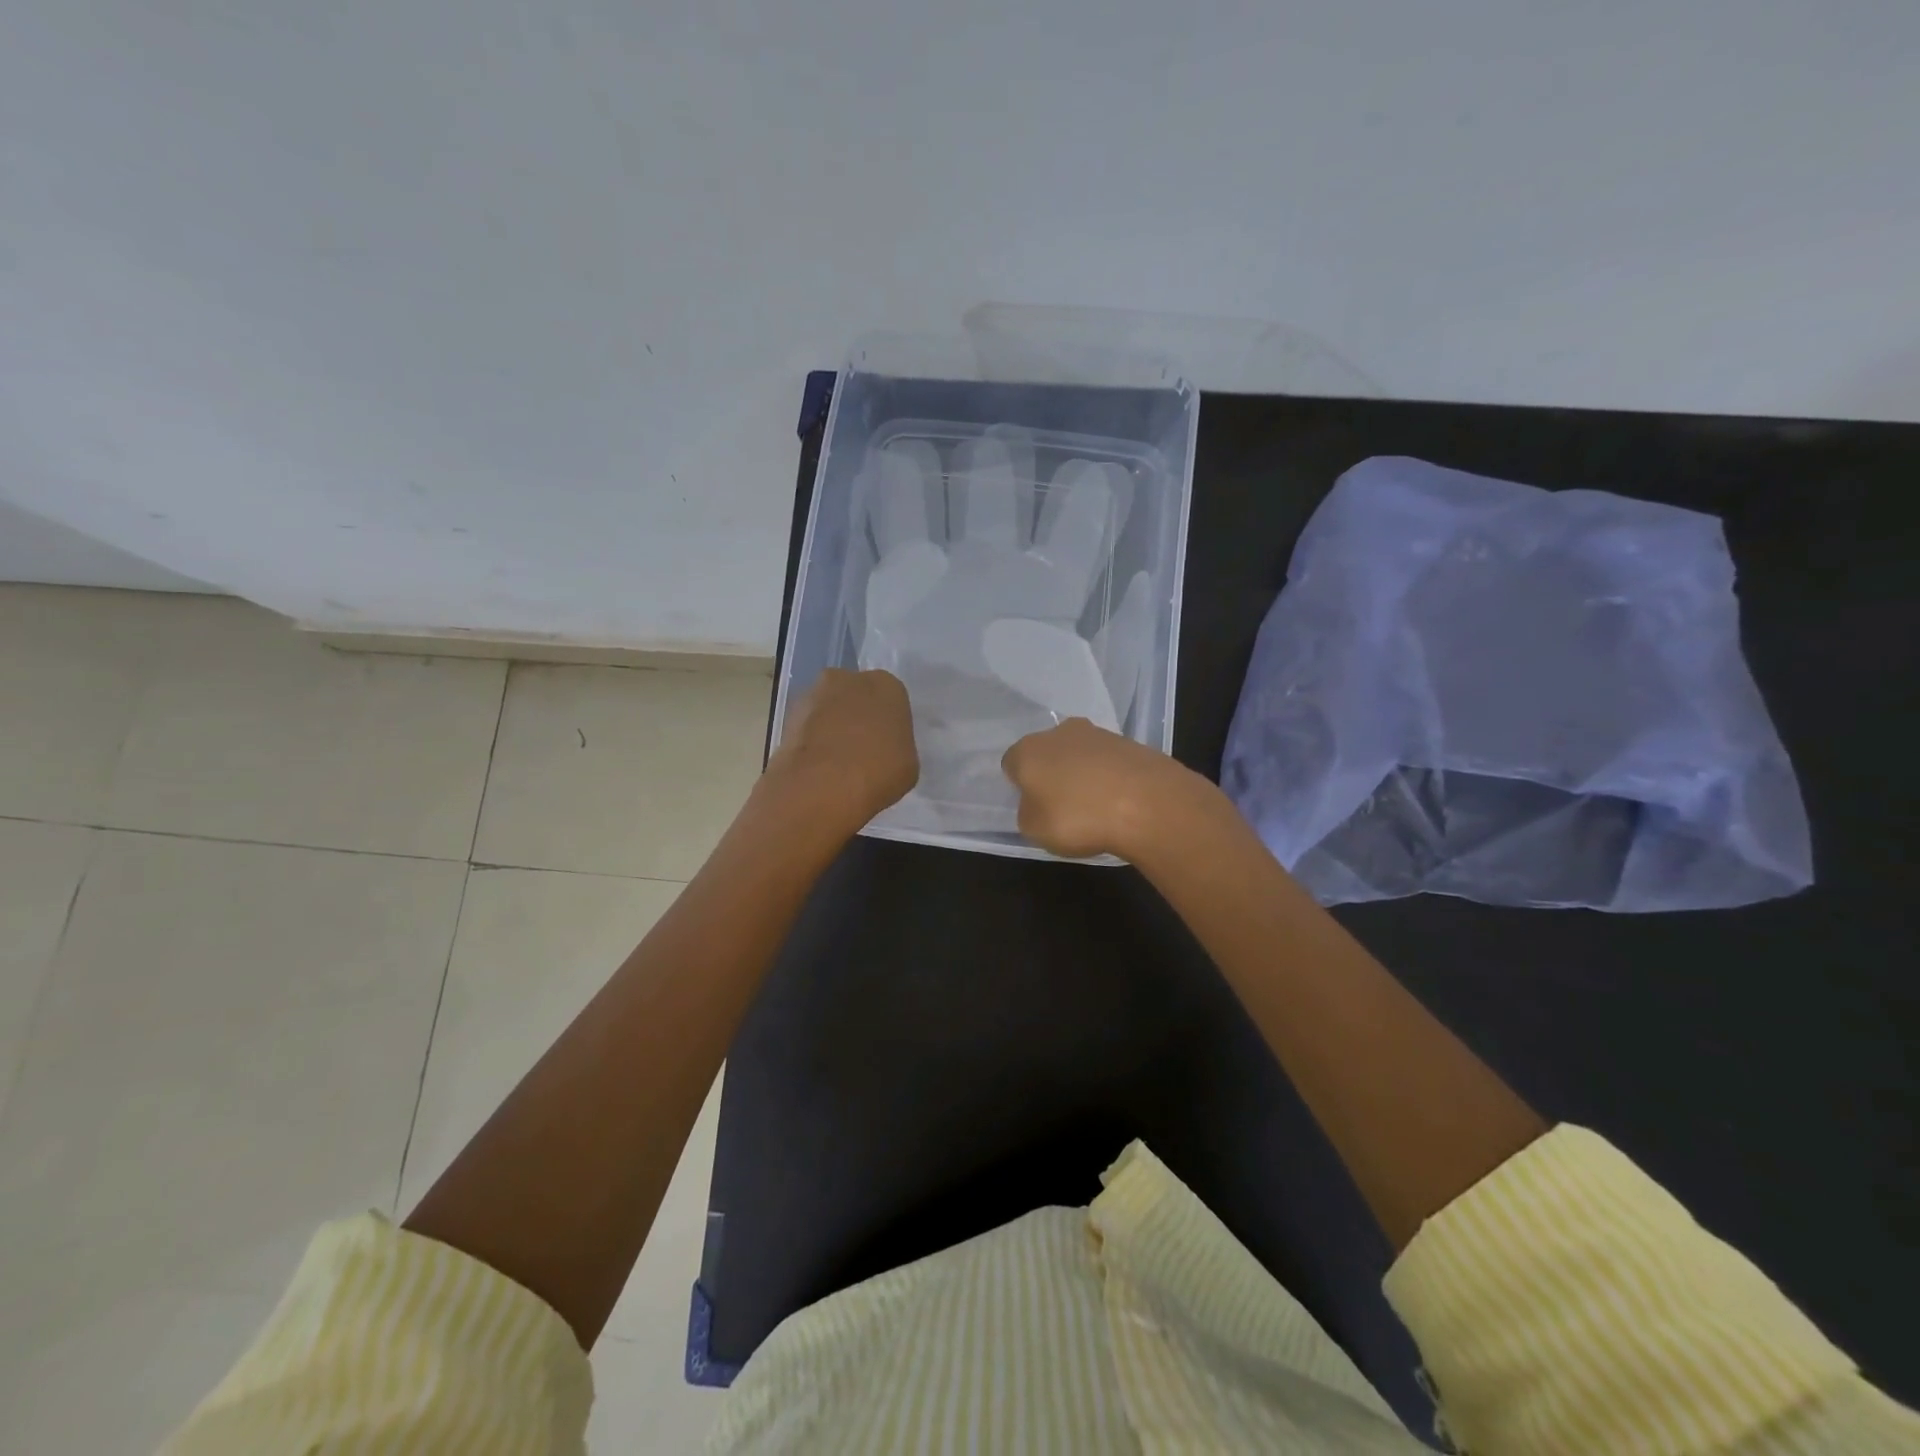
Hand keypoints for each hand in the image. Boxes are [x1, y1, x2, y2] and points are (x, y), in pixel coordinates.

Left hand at [765, 668, 918, 833]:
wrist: (821, 786)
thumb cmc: (877, 771)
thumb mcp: (908, 764)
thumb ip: (897, 747)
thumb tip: (883, 751)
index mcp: (886, 685)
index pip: (892, 699)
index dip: (889, 724)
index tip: (887, 747)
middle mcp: (848, 678)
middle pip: (857, 697)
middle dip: (858, 718)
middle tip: (862, 751)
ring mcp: (813, 694)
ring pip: (829, 709)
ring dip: (832, 728)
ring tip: (836, 764)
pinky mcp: (787, 716)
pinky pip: (808, 727)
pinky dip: (813, 742)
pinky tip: (818, 768)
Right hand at [1001, 718, 1211, 860]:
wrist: (1146, 803)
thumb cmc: (1077, 817)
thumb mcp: (1034, 830)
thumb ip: (1027, 812)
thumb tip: (1036, 803)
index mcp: (1028, 749)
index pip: (1011, 763)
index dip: (1019, 785)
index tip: (1033, 806)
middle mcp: (1060, 733)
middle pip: (1048, 752)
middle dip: (1052, 774)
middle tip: (1062, 805)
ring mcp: (1099, 734)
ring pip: (1080, 754)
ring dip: (1083, 774)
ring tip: (1095, 807)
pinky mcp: (1131, 743)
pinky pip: (1110, 762)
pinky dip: (1110, 778)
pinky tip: (1119, 802)